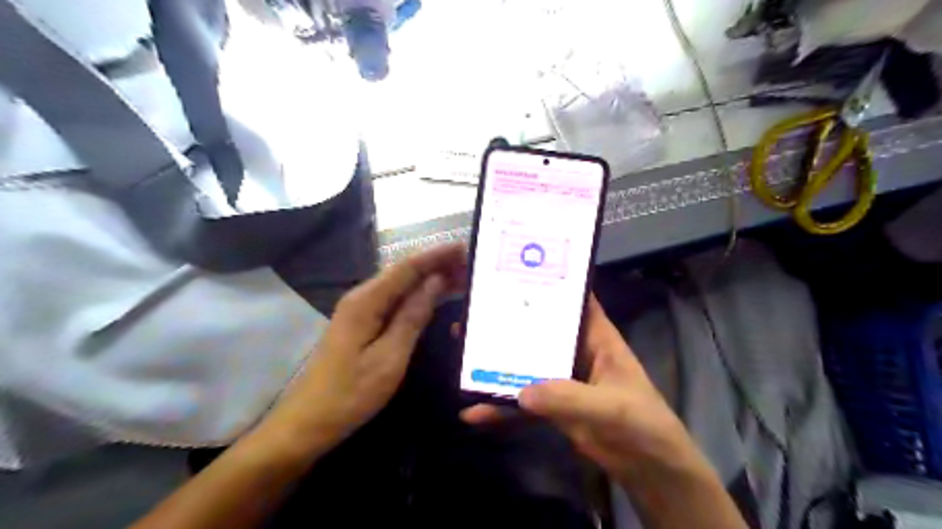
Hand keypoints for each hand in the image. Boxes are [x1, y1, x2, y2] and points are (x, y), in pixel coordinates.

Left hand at [260, 243, 466, 458]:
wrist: (309, 421)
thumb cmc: (351, 393)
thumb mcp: (390, 357)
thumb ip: (413, 316)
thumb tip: (436, 282)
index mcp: (367, 301)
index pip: (407, 267)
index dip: (437, 255)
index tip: (464, 247)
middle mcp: (362, 297)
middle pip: (403, 272)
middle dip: (436, 264)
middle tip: (469, 264)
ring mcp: (360, 310)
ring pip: (400, 285)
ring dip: (429, 279)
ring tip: (460, 277)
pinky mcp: (361, 323)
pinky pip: (394, 300)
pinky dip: (417, 295)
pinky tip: (434, 297)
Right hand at [463, 296, 697, 484]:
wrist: (649, 469)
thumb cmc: (643, 424)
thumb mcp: (611, 408)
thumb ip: (569, 399)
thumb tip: (521, 393)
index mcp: (597, 337)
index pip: (575, 301)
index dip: (551, 285)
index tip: (516, 273)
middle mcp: (576, 351)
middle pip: (539, 330)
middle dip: (509, 323)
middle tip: (473, 313)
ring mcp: (562, 379)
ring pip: (525, 364)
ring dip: (497, 362)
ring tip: (462, 354)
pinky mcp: (553, 405)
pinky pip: (522, 401)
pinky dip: (501, 407)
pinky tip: (474, 413)